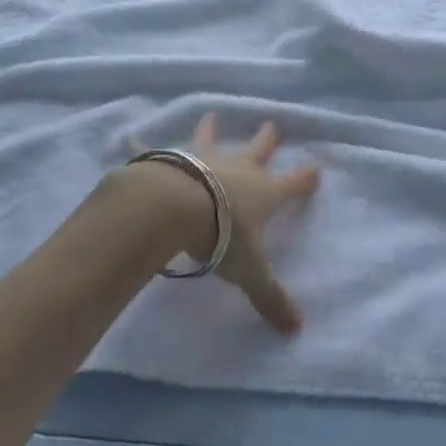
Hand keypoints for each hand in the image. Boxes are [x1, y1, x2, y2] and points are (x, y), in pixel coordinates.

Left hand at [127, 114, 318, 333]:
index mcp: (263, 193)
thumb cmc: (223, 237)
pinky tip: (131, 137)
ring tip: (211, 115)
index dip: (305, 179)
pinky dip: (143, 145)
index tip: (315, 170)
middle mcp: (238, 170)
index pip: (293, 185)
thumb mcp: (251, 272)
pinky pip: (155, 151)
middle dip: (267, 139)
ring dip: (211, 129)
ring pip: (211, 140)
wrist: (178, 208)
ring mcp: (204, 160)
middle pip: (258, 150)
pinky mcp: (170, 162)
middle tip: (272, 125)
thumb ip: (271, 298)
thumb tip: (297, 329)